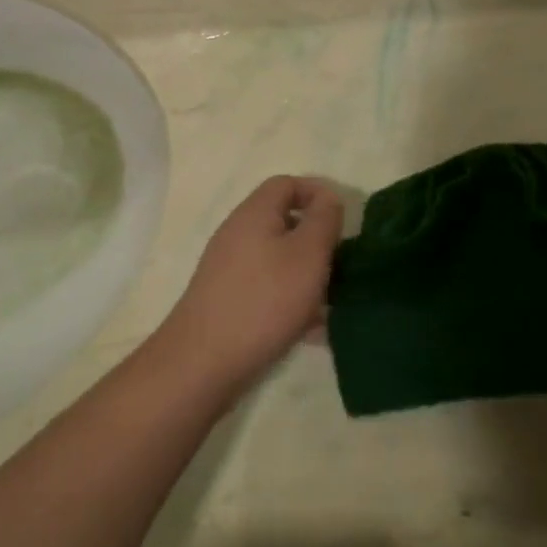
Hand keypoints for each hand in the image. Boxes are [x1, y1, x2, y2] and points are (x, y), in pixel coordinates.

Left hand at [159, 176, 344, 390]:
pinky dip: (292, 301)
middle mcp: (238, 234)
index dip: (318, 193)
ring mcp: (230, 269)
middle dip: (318, 242)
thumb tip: (328, 198)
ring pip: (280, 260)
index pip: (287, 183)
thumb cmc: (264, 299)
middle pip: (285, 223)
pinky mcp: (228, 301)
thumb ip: (324, 220)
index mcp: (254, 213)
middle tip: (342, 266)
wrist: (203, 362)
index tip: (343, 222)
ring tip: (333, 304)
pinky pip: (269, 289)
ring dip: (308, 276)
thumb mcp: (308, 253)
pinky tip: (312, 331)